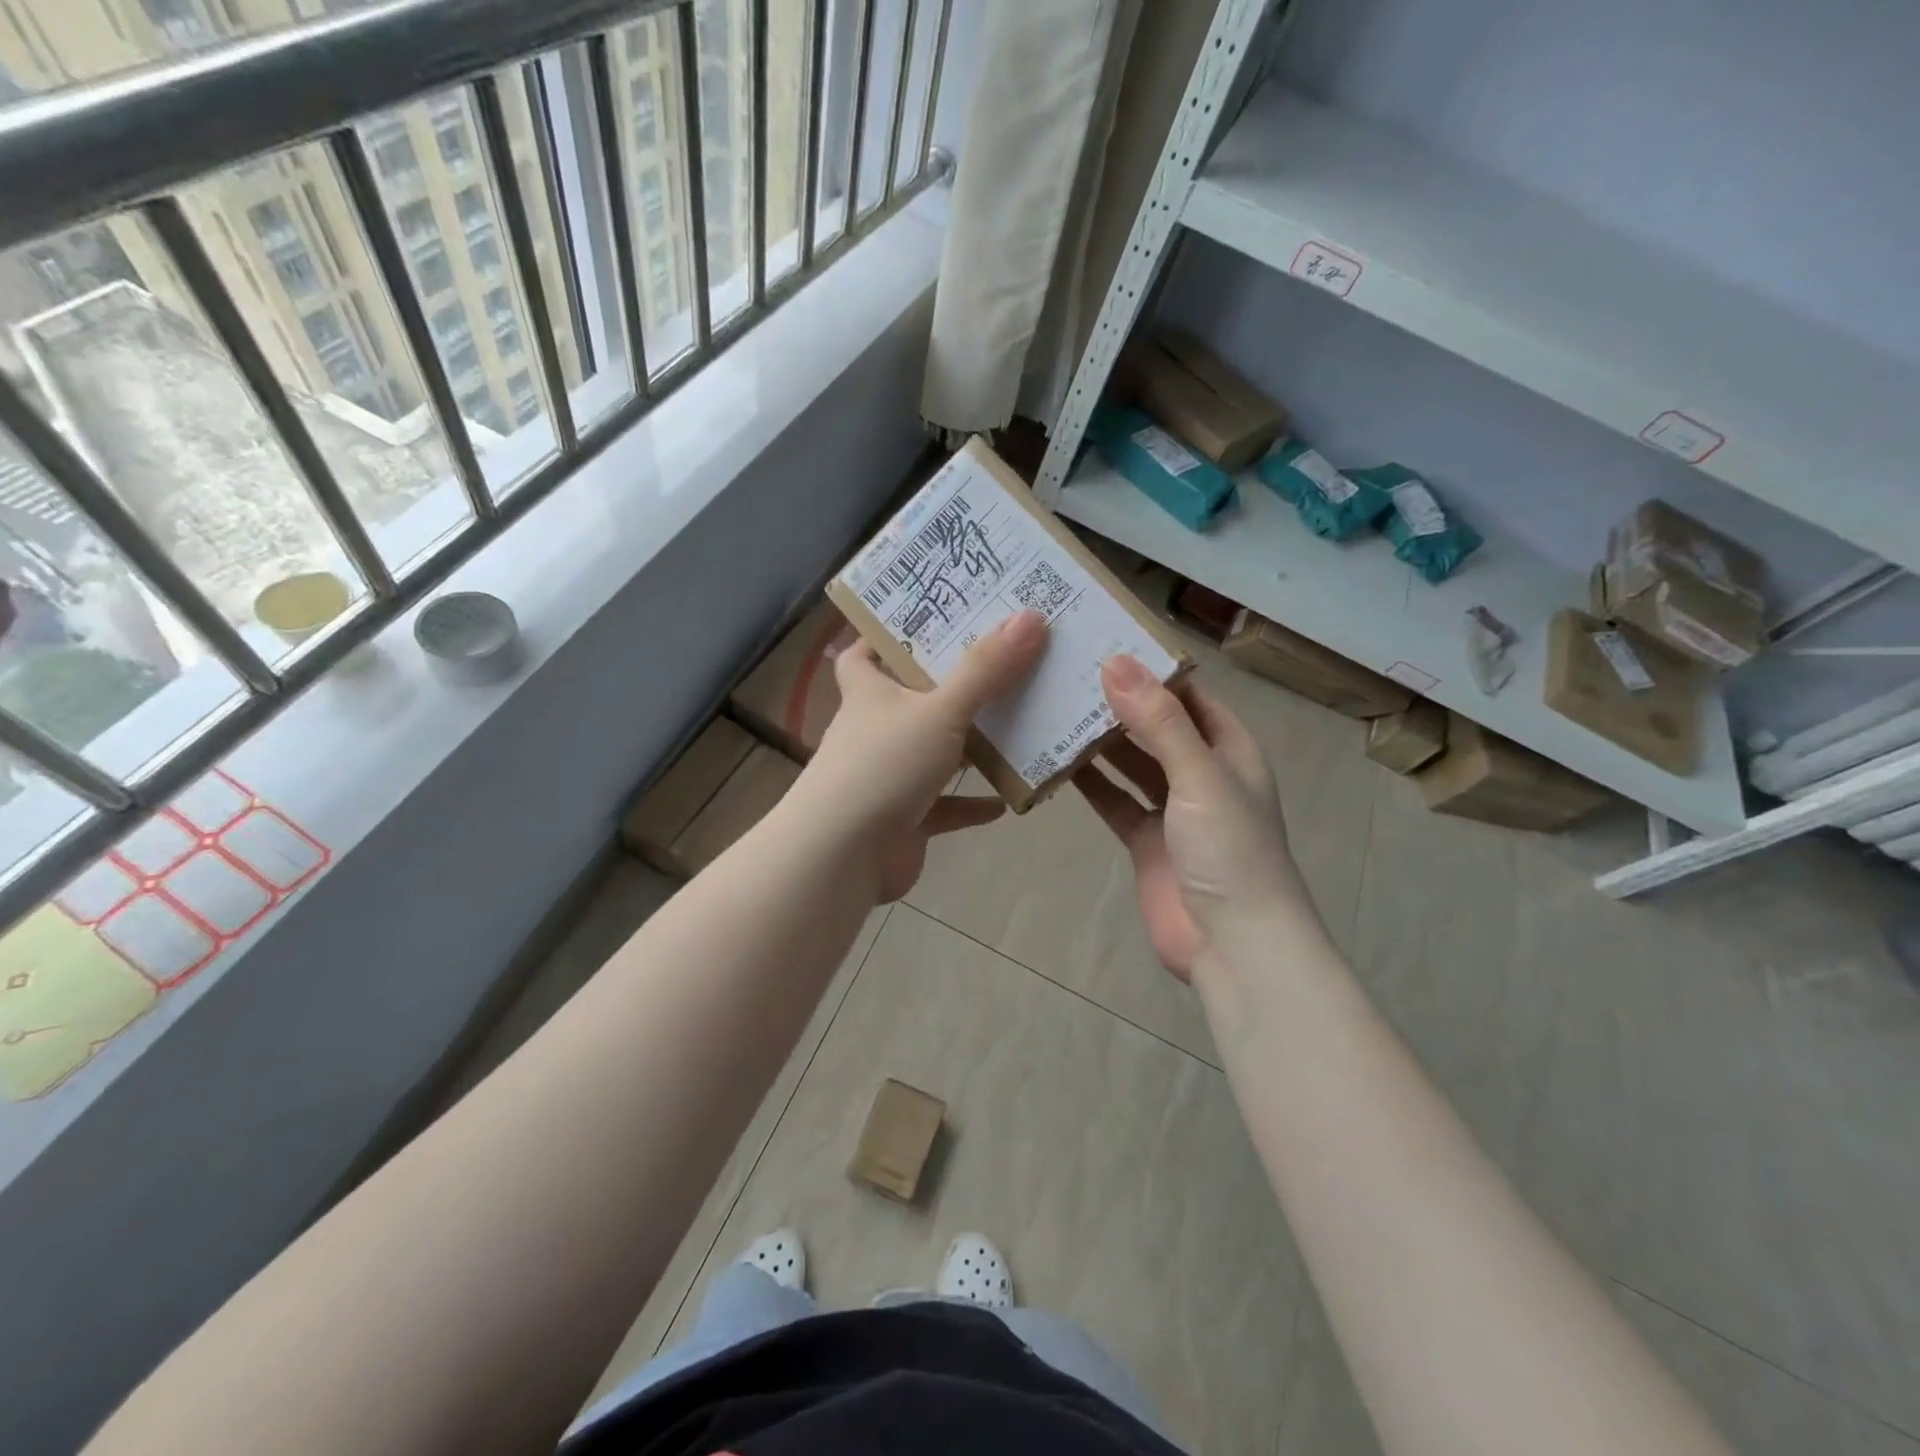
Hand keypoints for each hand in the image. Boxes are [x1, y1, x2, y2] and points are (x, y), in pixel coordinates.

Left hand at [792, 608, 1048, 902]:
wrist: (842, 857)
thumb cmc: (883, 767)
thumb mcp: (939, 710)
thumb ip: (984, 670)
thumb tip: (1030, 616)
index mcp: (869, 693)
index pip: (863, 653)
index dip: (886, 634)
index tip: (927, 620)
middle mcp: (875, 730)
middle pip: (910, 698)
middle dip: (948, 684)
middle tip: (998, 661)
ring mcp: (888, 777)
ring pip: (932, 752)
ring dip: (967, 745)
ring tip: (1015, 724)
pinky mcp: (904, 819)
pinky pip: (944, 807)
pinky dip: (971, 804)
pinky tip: (1006, 801)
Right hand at [1074, 656, 1308, 983]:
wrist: (1234, 945)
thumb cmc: (1230, 851)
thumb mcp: (1199, 776)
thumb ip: (1158, 721)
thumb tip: (1115, 662)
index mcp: (1228, 749)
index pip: (1189, 694)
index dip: (1152, 668)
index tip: (1104, 641)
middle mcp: (1201, 773)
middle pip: (1157, 725)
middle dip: (1119, 701)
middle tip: (1067, 671)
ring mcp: (1172, 809)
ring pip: (1132, 762)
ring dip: (1101, 741)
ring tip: (1056, 707)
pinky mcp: (1146, 840)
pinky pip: (1115, 801)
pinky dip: (1091, 783)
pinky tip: (1057, 762)